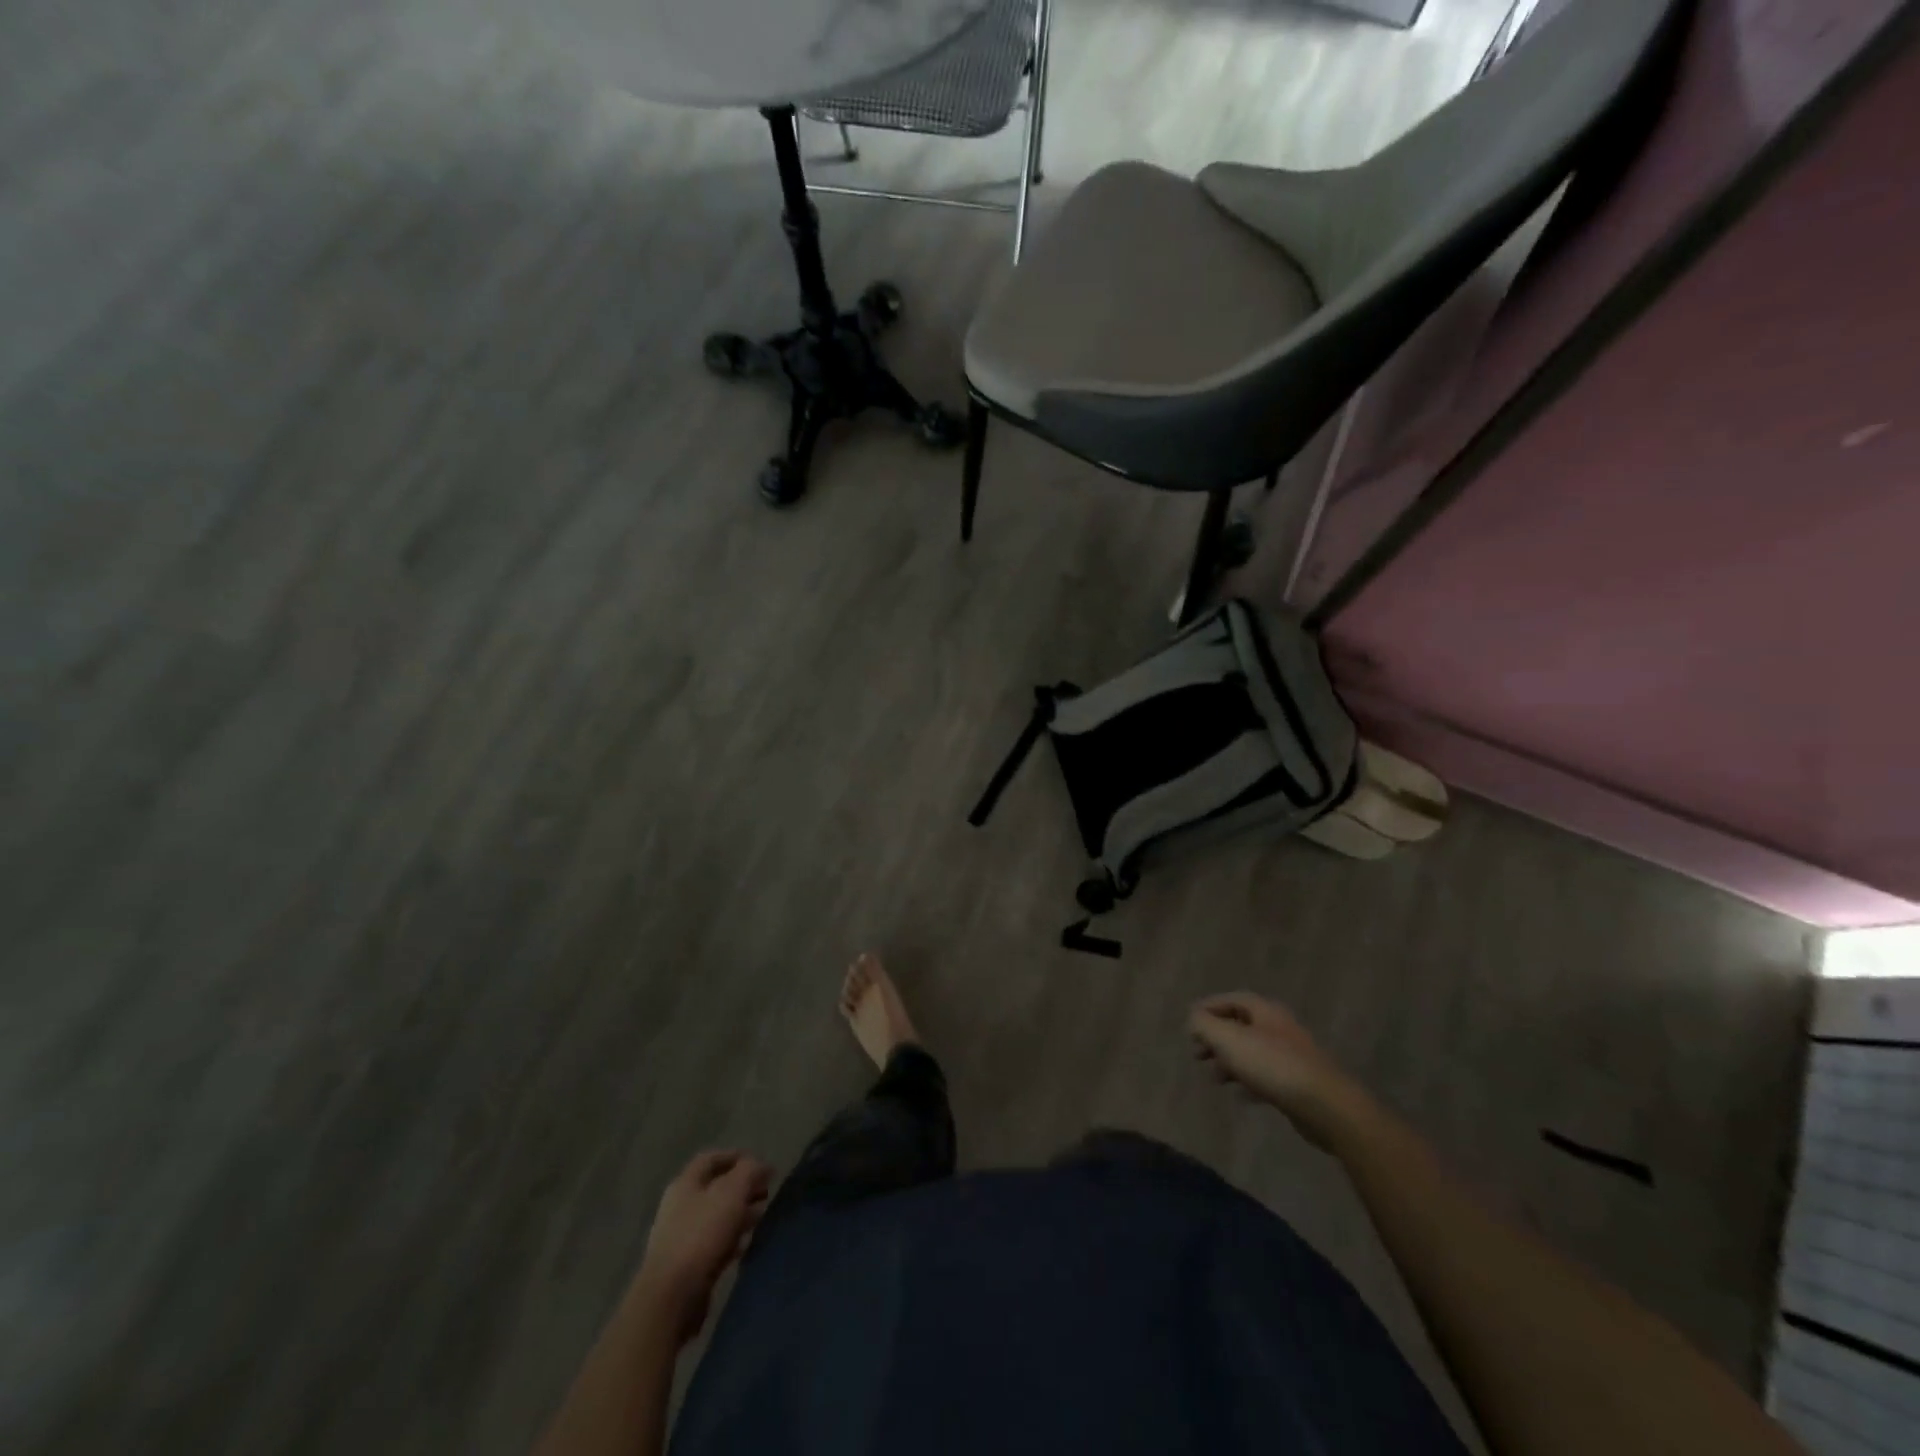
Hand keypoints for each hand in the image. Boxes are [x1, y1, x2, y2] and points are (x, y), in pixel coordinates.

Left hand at [634, 1150, 772, 1343]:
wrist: (671, 1297)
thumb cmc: (701, 1234)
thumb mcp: (732, 1192)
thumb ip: (749, 1172)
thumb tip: (763, 1166)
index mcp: (685, 1183)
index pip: (711, 1158)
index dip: (736, 1156)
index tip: (761, 1164)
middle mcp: (679, 1206)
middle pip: (715, 1188)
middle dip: (742, 1187)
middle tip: (766, 1192)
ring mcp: (680, 1237)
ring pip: (716, 1216)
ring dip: (739, 1213)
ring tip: (761, 1217)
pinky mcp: (685, 1265)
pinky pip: (713, 1243)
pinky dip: (730, 1239)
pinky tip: (745, 1245)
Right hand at [1189, 993, 1370, 1148]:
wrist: (1325, 1106)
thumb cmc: (1272, 1065)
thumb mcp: (1229, 1040)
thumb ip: (1206, 1025)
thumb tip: (1193, 1018)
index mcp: (1265, 1011)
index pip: (1232, 999)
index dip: (1209, 1008)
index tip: (1190, 1023)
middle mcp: (1279, 1027)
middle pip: (1241, 1026)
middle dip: (1217, 1038)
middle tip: (1198, 1053)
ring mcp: (1292, 1055)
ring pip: (1253, 1052)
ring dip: (1230, 1062)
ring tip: (1215, 1078)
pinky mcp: (1300, 1082)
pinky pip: (1267, 1076)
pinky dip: (1250, 1081)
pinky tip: (1241, 1096)